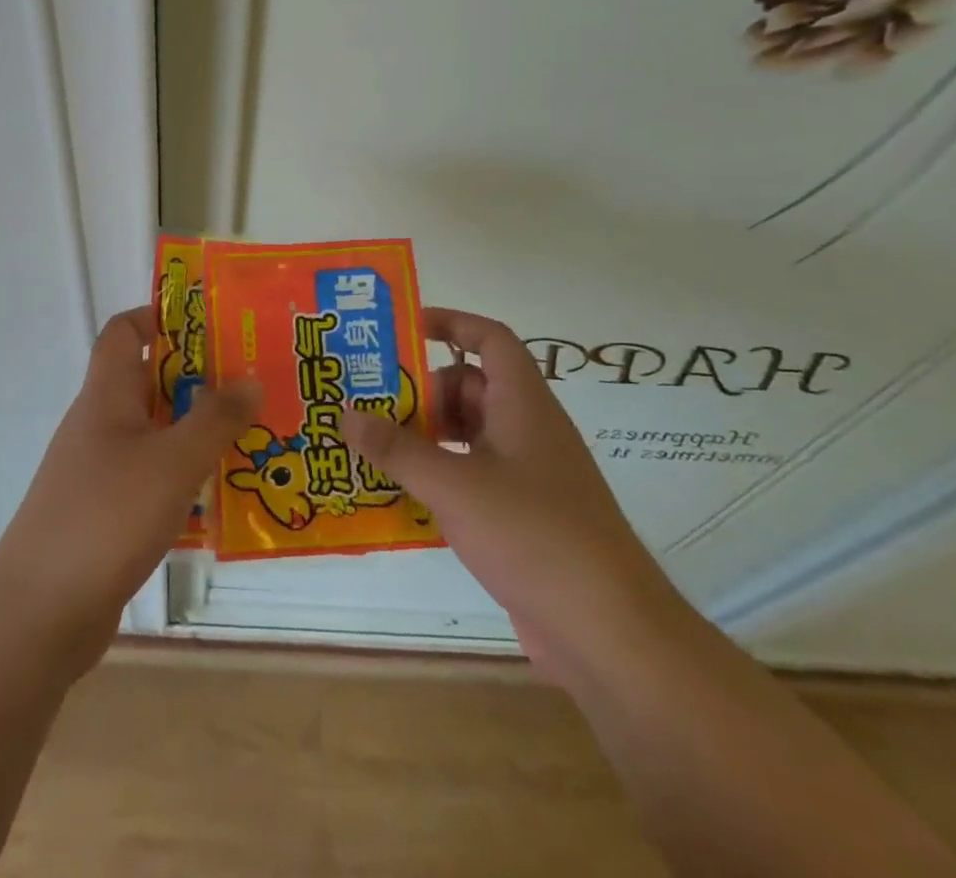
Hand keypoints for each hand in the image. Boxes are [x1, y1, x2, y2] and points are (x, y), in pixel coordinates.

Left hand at [0, 306, 258, 672]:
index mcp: (106, 395)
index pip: (124, 331)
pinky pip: (149, 478)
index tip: (210, 326)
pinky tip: (218, 496)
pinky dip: (182, 477)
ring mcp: (97, 471)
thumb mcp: (174, 461)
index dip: (160, 317)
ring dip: (195, 432)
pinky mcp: (103, 514)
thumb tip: (249, 377)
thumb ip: (215, 418)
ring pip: (153, 433)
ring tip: (249, 437)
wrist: (38, 614)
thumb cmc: (107, 517)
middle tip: (251, 384)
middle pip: (148, 382)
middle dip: (197, 379)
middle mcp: (99, 424)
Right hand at [342, 306, 683, 681]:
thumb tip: (347, 414)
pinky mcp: (523, 517)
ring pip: (469, 435)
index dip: (451, 323)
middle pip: (470, 387)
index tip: (404, 329)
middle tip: (368, 400)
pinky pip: (472, 477)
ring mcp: (528, 475)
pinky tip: (401, 495)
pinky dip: (439, 476)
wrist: (608, 632)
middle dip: (421, 390)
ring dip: (425, 436)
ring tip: (372, 445)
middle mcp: (527, 429)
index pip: (490, 339)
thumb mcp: (454, 485)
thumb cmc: (533, 534)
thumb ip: (397, 449)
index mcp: (523, 403)